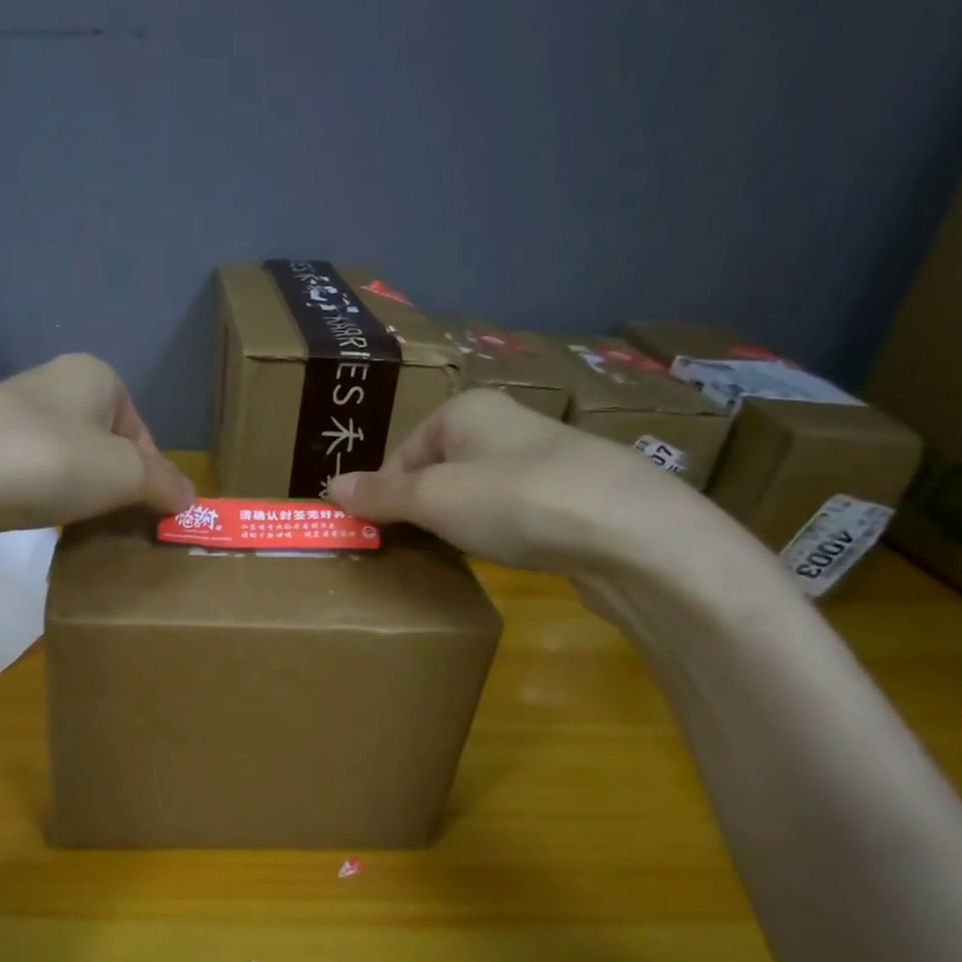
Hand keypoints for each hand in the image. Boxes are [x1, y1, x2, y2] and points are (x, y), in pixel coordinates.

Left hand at [0, 353, 194, 533]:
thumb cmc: (47, 462)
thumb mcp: (123, 474)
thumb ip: (163, 484)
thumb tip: (188, 499)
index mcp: (94, 375)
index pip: (141, 432)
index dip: (150, 476)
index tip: (145, 513)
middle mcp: (51, 383)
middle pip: (103, 444)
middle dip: (111, 484)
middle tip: (110, 521)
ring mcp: (7, 413)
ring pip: (62, 458)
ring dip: (73, 491)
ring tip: (70, 524)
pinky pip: (24, 472)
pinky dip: (35, 494)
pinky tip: (29, 517)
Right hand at [325, 388, 680, 572]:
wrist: (632, 534)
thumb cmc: (515, 501)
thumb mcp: (433, 499)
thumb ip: (380, 496)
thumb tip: (329, 487)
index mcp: (466, 409)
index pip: (403, 453)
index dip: (386, 495)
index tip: (381, 535)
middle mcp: (505, 423)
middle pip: (438, 470)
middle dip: (422, 509)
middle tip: (414, 547)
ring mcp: (545, 457)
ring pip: (478, 490)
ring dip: (461, 521)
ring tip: (460, 552)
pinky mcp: (574, 494)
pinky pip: (516, 509)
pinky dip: (502, 530)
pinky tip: (507, 552)